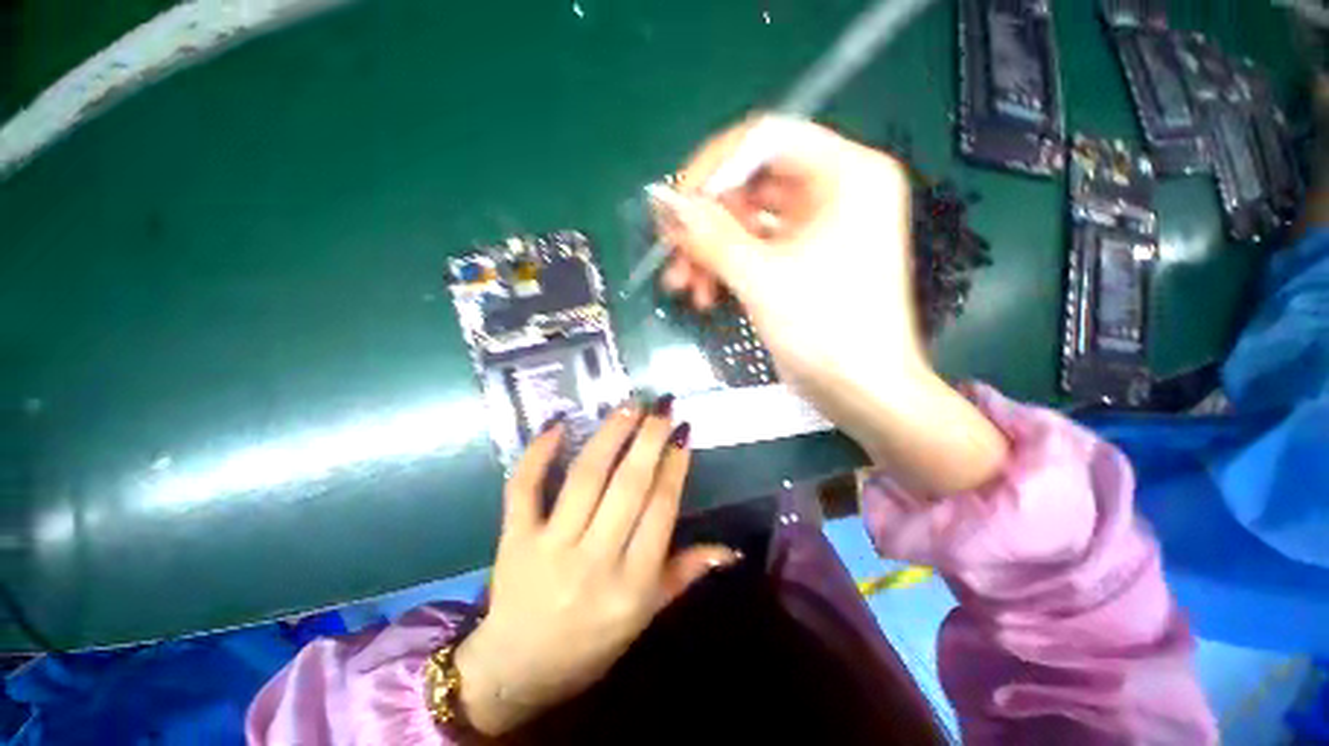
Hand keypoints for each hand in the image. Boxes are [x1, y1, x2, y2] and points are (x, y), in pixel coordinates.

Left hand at [454, 402, 737, 735]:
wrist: (516, 672)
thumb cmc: (591, 643)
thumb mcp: (646, 616)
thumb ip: (685, 574)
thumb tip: (731, 549)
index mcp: (632, 584)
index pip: (661, 510)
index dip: (675, 466)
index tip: (683, 432)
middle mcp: (595, 561)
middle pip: (628, 486)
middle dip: (649, 439)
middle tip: (662, 406)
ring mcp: (550, 547)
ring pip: (585, 478)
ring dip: (610, 436)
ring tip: (629, 406)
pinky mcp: (514, 539)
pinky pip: (524, 488)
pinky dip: (539, 453)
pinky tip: (558, 423)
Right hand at [653, 116, 1007, 494]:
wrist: (862, 392)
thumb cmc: (826, 331)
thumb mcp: (761, 278)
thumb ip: (709, 234)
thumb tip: (663, 201)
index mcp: (845, 174)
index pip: (765, 138)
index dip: (713, 166)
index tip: (676, 204)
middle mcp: (834, 192)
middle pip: (750, 183)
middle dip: (705, 222)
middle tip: (672, 254)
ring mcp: (817, 228)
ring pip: (745, 221)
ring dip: (709, 251)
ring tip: (683, 286)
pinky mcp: (802, 260)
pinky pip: (753, 249)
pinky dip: (725, 268)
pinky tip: (704, 295)